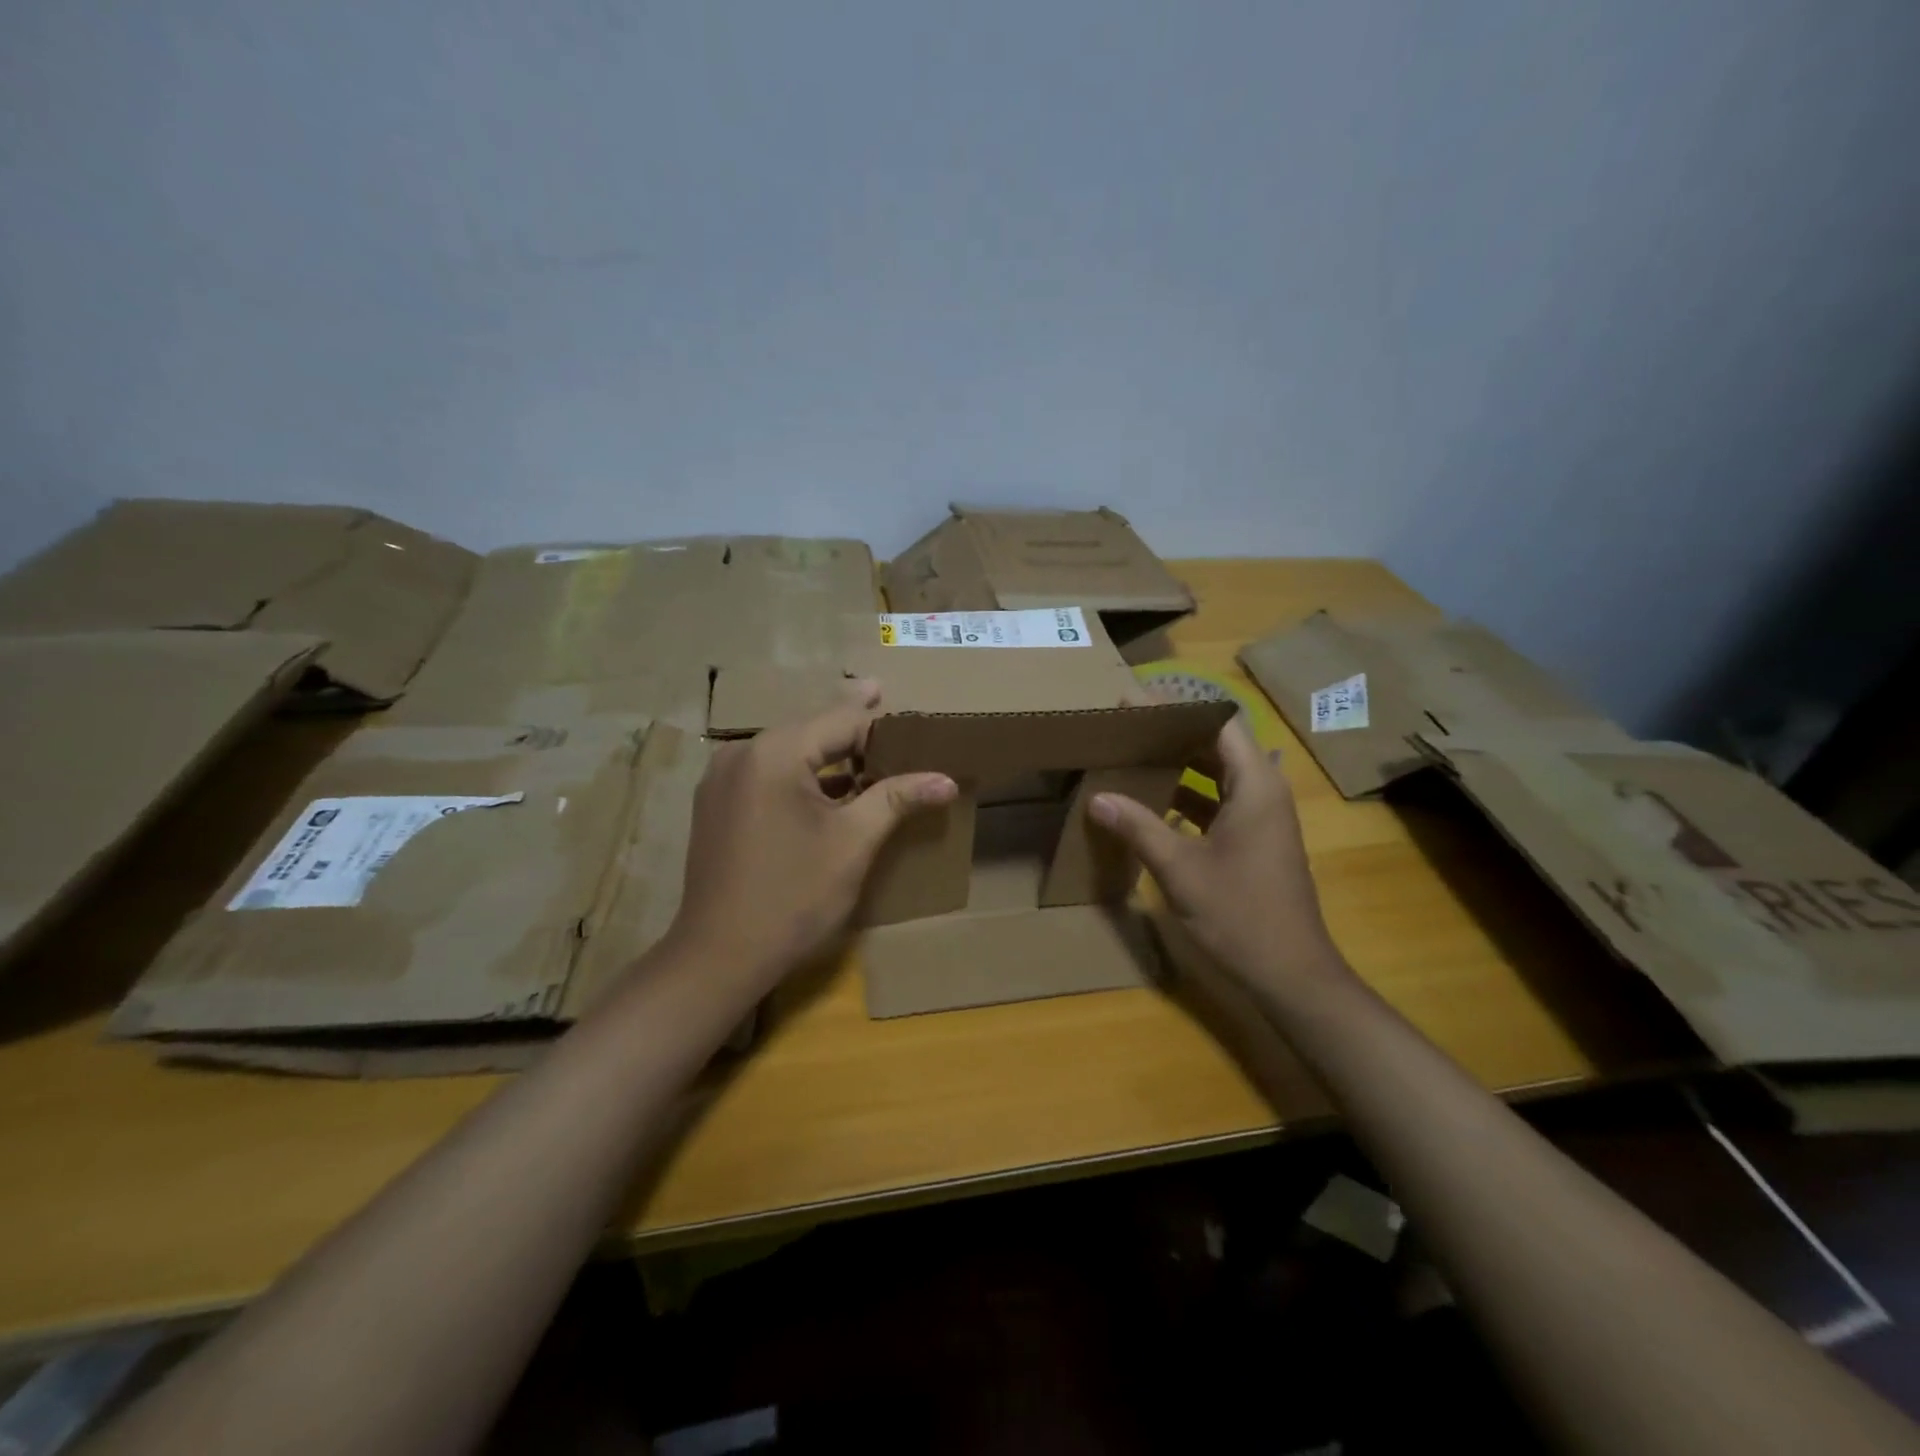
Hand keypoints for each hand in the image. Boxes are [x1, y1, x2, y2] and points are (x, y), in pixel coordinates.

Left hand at [667, 682, 956, 988]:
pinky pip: (769, 773)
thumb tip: (947, 780)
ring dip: (827, 751)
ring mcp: (722, 779)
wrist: (719, 957)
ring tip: (867, 744)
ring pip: (789, 751)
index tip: (913, 719)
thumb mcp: (853, 843)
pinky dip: (802, 773)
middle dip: (852, 726)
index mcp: (774, 753)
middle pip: (811, 729)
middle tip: (884, 696)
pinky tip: (831, 783)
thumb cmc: (793, 896)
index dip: (882, 723)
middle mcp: (741, 753)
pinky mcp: (716, 804)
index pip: (841, 720)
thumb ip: (897, 798)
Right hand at [1089, 720, 1346, 990]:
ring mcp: (1262, 818)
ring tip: (1133, 756)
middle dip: (1172, 733)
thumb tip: (1097, 797)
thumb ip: (1138, 827)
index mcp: (1255, 785)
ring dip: (1179, 765)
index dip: (1177, 707)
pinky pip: (1219, 801)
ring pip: (1217, 774)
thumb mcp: (1180, 869)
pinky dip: (1188, 796)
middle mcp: (1264, 791)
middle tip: (1126, 727)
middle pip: (1218, 744)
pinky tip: (1152, 803)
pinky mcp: (1255, 841)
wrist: (1291, 974)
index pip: (1218, 722)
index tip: (1134, 702)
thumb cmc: (1240, 914)